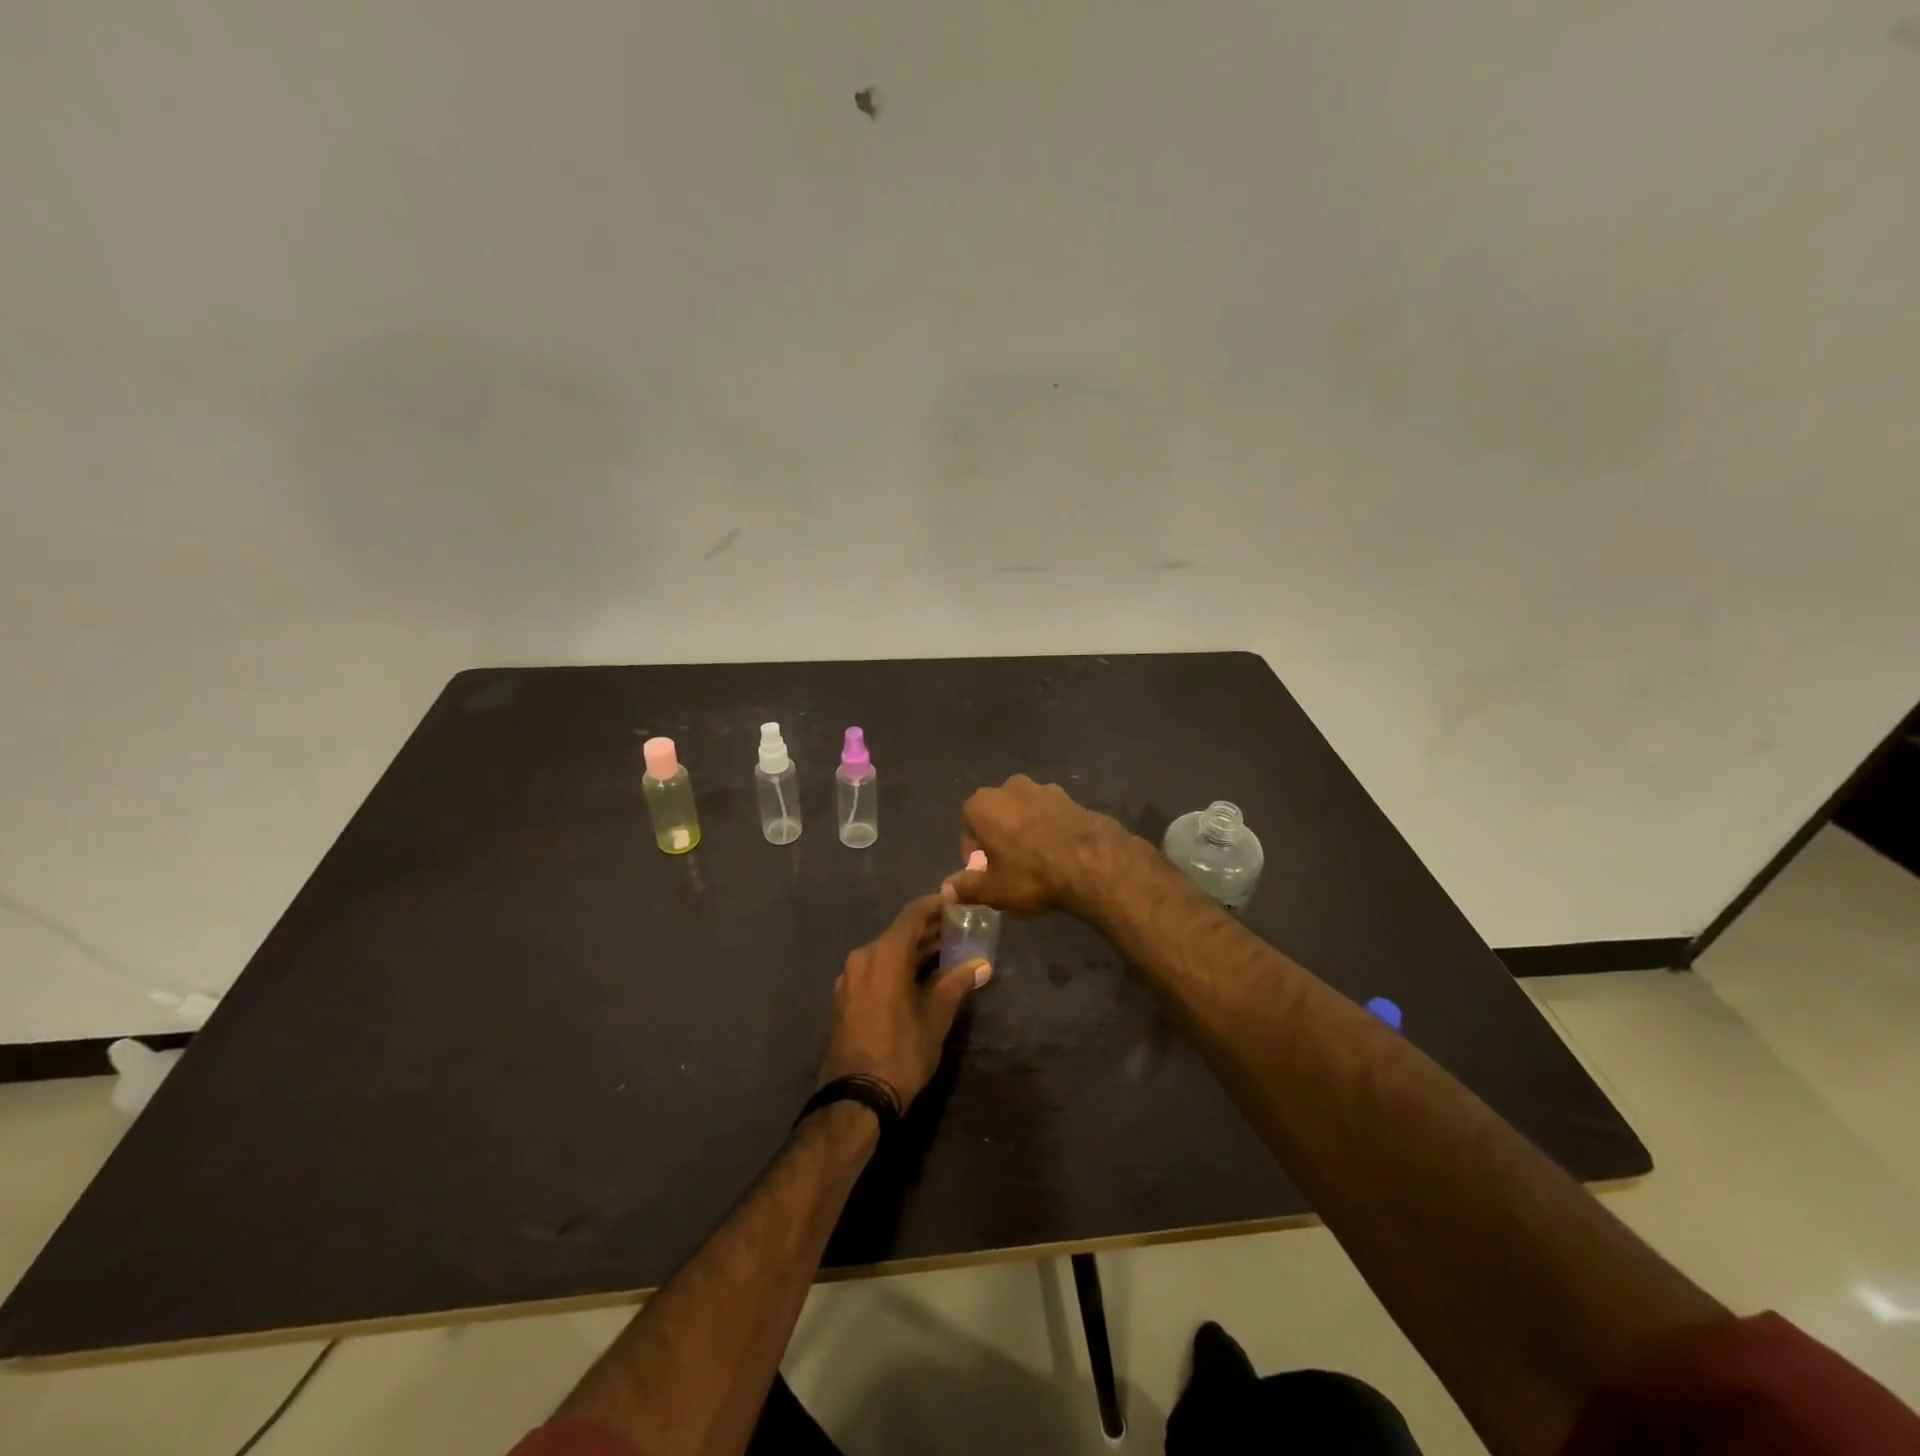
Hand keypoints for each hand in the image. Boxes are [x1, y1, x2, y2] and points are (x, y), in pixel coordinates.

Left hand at [818, 894, 983, 1109]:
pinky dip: (897, 968)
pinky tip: (918, 979)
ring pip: (887, 954)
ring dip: (914, 952)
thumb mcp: (935, 1017)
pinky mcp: (845, 999)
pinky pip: (875, 971)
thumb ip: (956, 984)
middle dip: (929, 931)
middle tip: (958, 929)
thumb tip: (980, 964)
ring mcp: (849, 979)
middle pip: (899, 934)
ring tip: (945, 953)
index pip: (912, 916)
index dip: (935, 905)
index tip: (956, 902)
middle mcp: (862, 958)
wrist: (856, 1098)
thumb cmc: (901, 1051)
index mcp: (883, 954)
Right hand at [942, 774, 1130, 915]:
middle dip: (999, 837)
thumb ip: (966, 887)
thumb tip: (946, 889)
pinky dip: (1049, 829)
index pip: (968, 827)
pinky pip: (1049, 814)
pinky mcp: (1069, 796)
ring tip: (1036, 861)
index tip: (986, 872)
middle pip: (996, 815)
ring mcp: (1042, 788)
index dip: (975, 852)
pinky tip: (1058, 853)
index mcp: (982, 804)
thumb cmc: (1030, 874)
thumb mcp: (993, 890)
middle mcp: (1008, 787)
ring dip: (1024, 831)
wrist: (1090, 861)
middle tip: (1009, 868)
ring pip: (1024, 812)